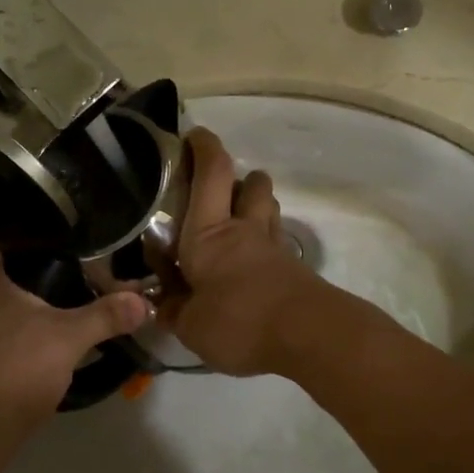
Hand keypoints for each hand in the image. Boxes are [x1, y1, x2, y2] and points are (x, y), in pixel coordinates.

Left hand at [0, 237, 149, 447]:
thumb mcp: (68, 339)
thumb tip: (144, 301)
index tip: (62, 229)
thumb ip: (106, 314)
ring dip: (17, 290)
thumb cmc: (15, 372)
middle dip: (30, 260)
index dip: (32, 228)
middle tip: (69, 256)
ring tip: (58, 284)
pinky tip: (35, 321)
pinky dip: (6, 314)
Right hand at [160, 128, 329, 375]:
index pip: (211, 173)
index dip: (204, 147)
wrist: (310, 336)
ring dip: (256, 206)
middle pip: (252, 183)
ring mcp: (275, 248)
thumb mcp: (191, 326)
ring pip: (269, 209)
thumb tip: (162, 304)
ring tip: (236, 226)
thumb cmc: (239, 322)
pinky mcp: (295, 270)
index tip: (193, 135)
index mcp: (210, 234)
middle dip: (238, 177)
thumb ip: (174, 311)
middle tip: (219, 192)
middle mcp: (245, 230)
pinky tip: (251, 267)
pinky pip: (278, 242)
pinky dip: (265, 244)